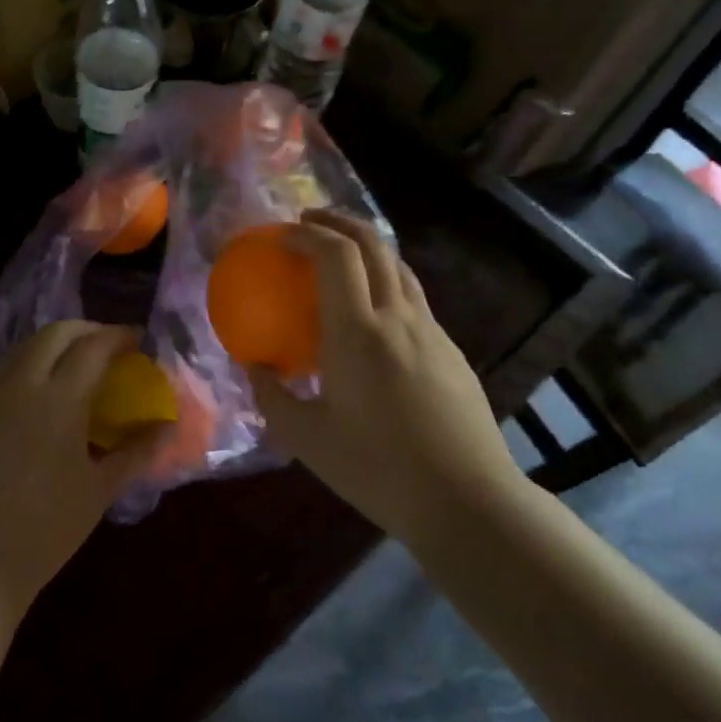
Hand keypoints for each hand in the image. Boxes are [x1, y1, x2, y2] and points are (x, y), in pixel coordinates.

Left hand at [0, 322, 165, 624]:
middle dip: (84, 329)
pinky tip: (39, 403)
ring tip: (75, 366)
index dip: (117, 336)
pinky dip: (28, 371)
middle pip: (53, 334)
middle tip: (107, 345)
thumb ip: (136, 452)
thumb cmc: (46, 531)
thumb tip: (168, 426)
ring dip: (53, 346)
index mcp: (58, 400)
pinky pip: (3, 378)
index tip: (136, 339)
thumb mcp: (99, 491)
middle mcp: (20, 387)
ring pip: (22, 350)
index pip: (92, 347)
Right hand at [248, 211, 522, 543]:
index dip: (307, 234)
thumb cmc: (377, 470)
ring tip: (339, 254)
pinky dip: (386, 281)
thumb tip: (254, 367)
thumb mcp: (307, 439)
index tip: (282, 236)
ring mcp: (431, 331)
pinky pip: (413, 297)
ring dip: (366, 247)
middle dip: (338, 222)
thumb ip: (272, 396)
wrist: (466, 499)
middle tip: (308, 223)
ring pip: (399, 266)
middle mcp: (397, 318)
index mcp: (357, 333)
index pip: (335, 255)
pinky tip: (373, 313)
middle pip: (373, 244)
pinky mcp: (451, 350)